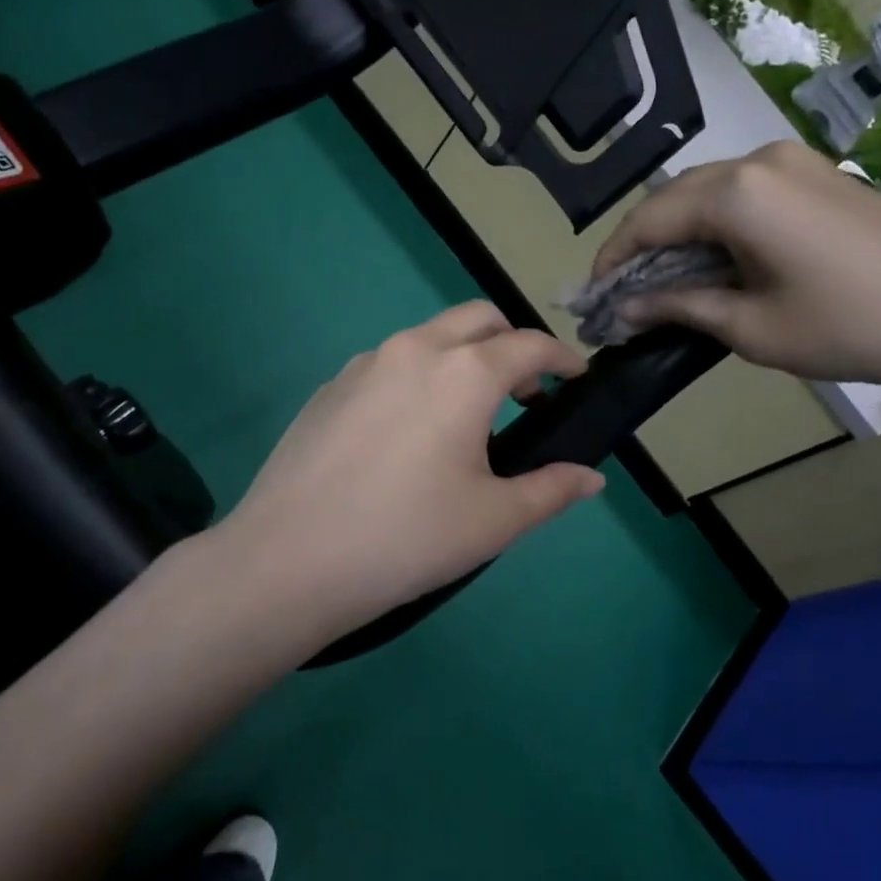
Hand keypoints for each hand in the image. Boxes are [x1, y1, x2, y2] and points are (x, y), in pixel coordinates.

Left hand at [222, 302, 605, 634]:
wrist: (289, 561)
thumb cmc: (408, 538)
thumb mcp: (494, 520)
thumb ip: (551, 490)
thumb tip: (590, 478)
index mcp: (463, 373)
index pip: (529, 345)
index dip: (561, 358)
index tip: (577, 377)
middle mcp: (413, 350)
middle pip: (477, 319)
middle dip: (511, 343)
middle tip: (525, 394)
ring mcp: (363, 365)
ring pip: (427, 338)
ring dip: (460, 358)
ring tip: (465, 417)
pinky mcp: (328, 389)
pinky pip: (387, 366)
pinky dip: (416, 379)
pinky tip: (406, 435)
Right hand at [591, 139, 880, 396]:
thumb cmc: (846, 328)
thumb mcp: (749, 328)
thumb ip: (677, 308)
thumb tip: (623, 309)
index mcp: (736, 193)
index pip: (647, 220)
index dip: (612, 260)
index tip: (593, 299)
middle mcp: (758, 160)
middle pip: (673, 198)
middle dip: (641, 245)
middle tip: (623, 295)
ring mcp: (794, 160)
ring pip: (707, 191)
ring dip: (677, 233)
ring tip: (664, 283)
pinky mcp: (818, 174)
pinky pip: (744, 191)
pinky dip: (714, 224)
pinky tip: (713, 261)